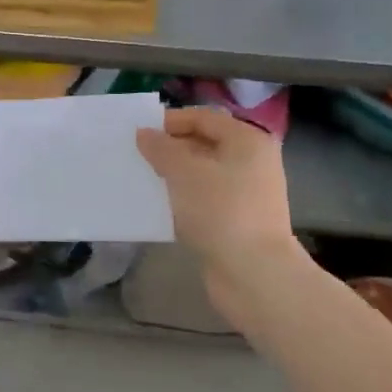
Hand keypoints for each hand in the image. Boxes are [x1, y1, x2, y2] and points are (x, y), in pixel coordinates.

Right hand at [136, 107, 301, 275]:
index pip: (203, 118)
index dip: (170, 122)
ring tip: (144, 179)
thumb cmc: (221, 211)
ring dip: (174, 175)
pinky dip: (183, 198)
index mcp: (247, 141)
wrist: (254, 273)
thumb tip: (145, 134)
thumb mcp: (184, 172)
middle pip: (204, 144)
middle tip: (137, 156)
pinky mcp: (237, 220)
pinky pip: (204, 199)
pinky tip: (160, 205)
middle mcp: (252, 162)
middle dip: (170, 148)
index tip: (139, 132)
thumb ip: (161, 148)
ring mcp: (247, 193)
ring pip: (202, 174)